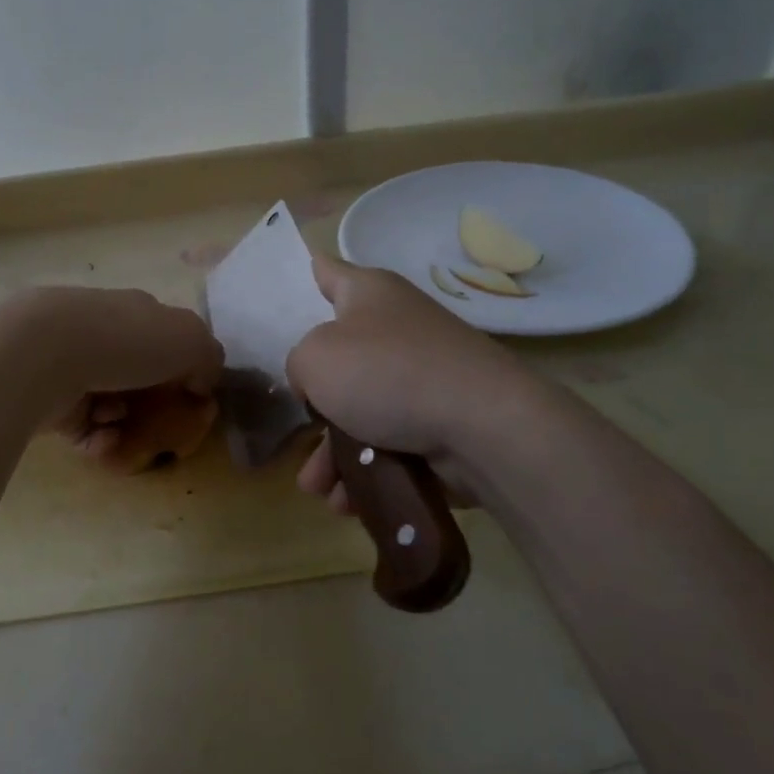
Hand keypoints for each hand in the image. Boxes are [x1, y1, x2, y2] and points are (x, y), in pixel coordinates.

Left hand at [0, 287, 223, 470]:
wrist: (46, 354)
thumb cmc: (126, 341)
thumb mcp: (190, 340)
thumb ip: (208, 358)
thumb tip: (202, 381)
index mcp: (135, 312)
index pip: (165, 336)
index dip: (184, 367)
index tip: (195, 398)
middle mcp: (102, 333)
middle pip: (137, 373)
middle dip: (153, 402)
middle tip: (166, 427)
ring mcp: (71, 365)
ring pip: (111, 403)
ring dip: (127, 422)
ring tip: (128, 431)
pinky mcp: (49, 400)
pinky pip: (85, 428)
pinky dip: (101, 438)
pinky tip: (105, 437)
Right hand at [285, 257, 524, 513]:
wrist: (481, 425)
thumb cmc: (387, 374)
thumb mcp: (315, 358)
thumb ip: (299, 364)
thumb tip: (319, 384)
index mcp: (369, 294)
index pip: (329, 272)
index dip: (308, 274)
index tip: (293, 280)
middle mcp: (397, 328)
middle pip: (341, 361)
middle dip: (315, 409)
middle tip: (299, 436)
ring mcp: (422, 376)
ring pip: (362, 412)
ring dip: (334, 455)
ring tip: (318, 489)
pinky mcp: (441, 419)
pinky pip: (391, 442)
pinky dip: (368, 469)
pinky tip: (348, 501)